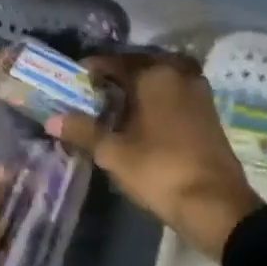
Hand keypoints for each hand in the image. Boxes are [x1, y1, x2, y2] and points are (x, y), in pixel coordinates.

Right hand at [47, 51, 262, 259]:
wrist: (214, 204)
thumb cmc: (159, 170)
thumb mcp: (113, 152)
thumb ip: (83, 131)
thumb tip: (52, 119)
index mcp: (155, 75)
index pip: (116, 61)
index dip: (93, 68)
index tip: (75, 78)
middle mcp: (180, 74)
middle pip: (141, 65)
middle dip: (117, 75)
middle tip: (94, 91)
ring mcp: (199, 93)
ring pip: (161, 79)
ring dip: (139, 87)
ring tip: (116, 105)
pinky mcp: (208, 113)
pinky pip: (175, 94)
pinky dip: (156, 99)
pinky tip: (142, 118)